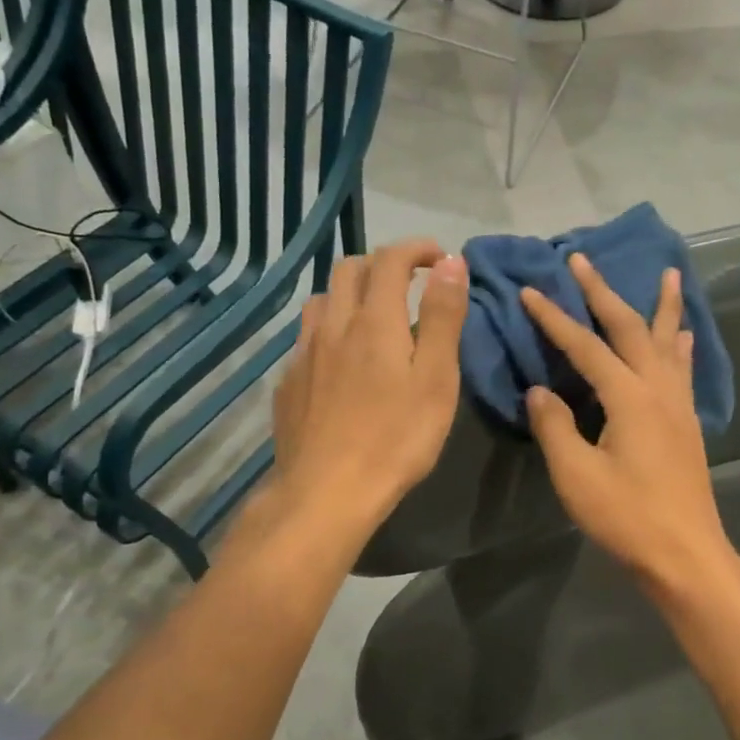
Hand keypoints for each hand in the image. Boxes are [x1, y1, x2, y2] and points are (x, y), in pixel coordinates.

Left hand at [270, 239, 467, 539]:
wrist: (326, 491)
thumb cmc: (395, 438)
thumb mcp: (436, 378)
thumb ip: (443, 317)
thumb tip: (451, 262)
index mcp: (374, 321)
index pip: (390, 260)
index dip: (416, 248)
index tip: (439, 258)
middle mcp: (333, 325)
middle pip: (349, 270)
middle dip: (382, 264)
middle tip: (410, 283)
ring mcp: (304, 354)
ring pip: (322, 300)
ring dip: (351, 293)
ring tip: (374, 316)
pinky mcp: (289, 382)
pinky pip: (308, 337)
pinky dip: (331, 329)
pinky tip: (342, 360)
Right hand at [519, 253, 737, 596]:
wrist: (685, 554)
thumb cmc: (627, 517)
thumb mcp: (576, 475)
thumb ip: (555, 426)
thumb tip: (540, 391)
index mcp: (629, 397)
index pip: (585, 346)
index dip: (555, 318)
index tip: (530, 290)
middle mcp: (658, 389)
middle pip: (630, 328)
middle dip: (604, 292)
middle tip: (584, 260)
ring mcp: (678, 405)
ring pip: (667, 341)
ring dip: (663, 306)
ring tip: (670, 273)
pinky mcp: (687, 423)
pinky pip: (682, 368)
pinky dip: (680, 344)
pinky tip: (684, 335)